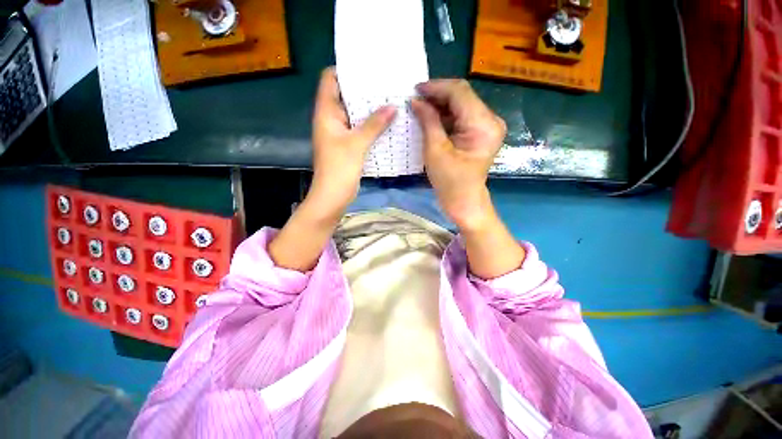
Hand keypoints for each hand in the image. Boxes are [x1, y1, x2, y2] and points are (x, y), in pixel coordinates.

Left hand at [269, 68, 395, 271]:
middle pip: (346, 96)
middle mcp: (331, 119)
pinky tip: (387, 123)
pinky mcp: (348, 146)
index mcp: (326, 113)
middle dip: (364, 90)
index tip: (368, 68)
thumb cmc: (339, 169)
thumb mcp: (357, 144)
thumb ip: (374, 124)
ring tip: (391, 99)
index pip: (330, 80)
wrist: (332, 197)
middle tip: (386, 83)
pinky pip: (360, 129)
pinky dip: (371, 125)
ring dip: (370, 109)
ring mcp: (340, 133)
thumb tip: (393, 106)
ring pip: (355, 114)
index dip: (346, 70)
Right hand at [411, 79, 505, 229]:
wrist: (463, 200)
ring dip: (441, 105)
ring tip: (420, 108)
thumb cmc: (449, 181)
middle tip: (415, 99)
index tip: (415, 89)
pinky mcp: (481, 132)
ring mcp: (488, 125)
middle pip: (462, 96)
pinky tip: (431, 117)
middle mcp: (491, 120)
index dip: (436, 87)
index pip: (460, 92)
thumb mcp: (435, 150)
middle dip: (437, 95)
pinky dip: (446, 115)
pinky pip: (463, 115)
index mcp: (483, 125)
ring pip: (462, 104)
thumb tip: (416, 101)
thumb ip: (428, 121)